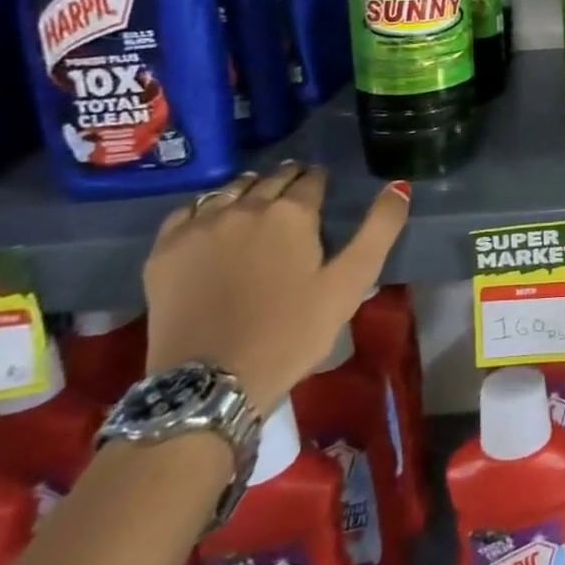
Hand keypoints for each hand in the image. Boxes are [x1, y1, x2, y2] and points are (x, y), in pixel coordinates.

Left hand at [142, 163, 410, 413]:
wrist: (210, 384)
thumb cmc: (291, 333)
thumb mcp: (350, 283)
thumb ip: (379, 230)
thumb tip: (399, 185)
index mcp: (292, 213)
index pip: (312, 180)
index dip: (321, 182)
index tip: (324, 189)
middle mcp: (245, 207)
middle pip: (271, 179)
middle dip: (288, 181)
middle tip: (296, 193)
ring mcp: (199, 226)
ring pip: (229, 190)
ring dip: (249, 190)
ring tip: (258, 203)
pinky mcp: (164, 251)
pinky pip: (186, 211)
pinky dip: (205, 209)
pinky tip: (213, 222)